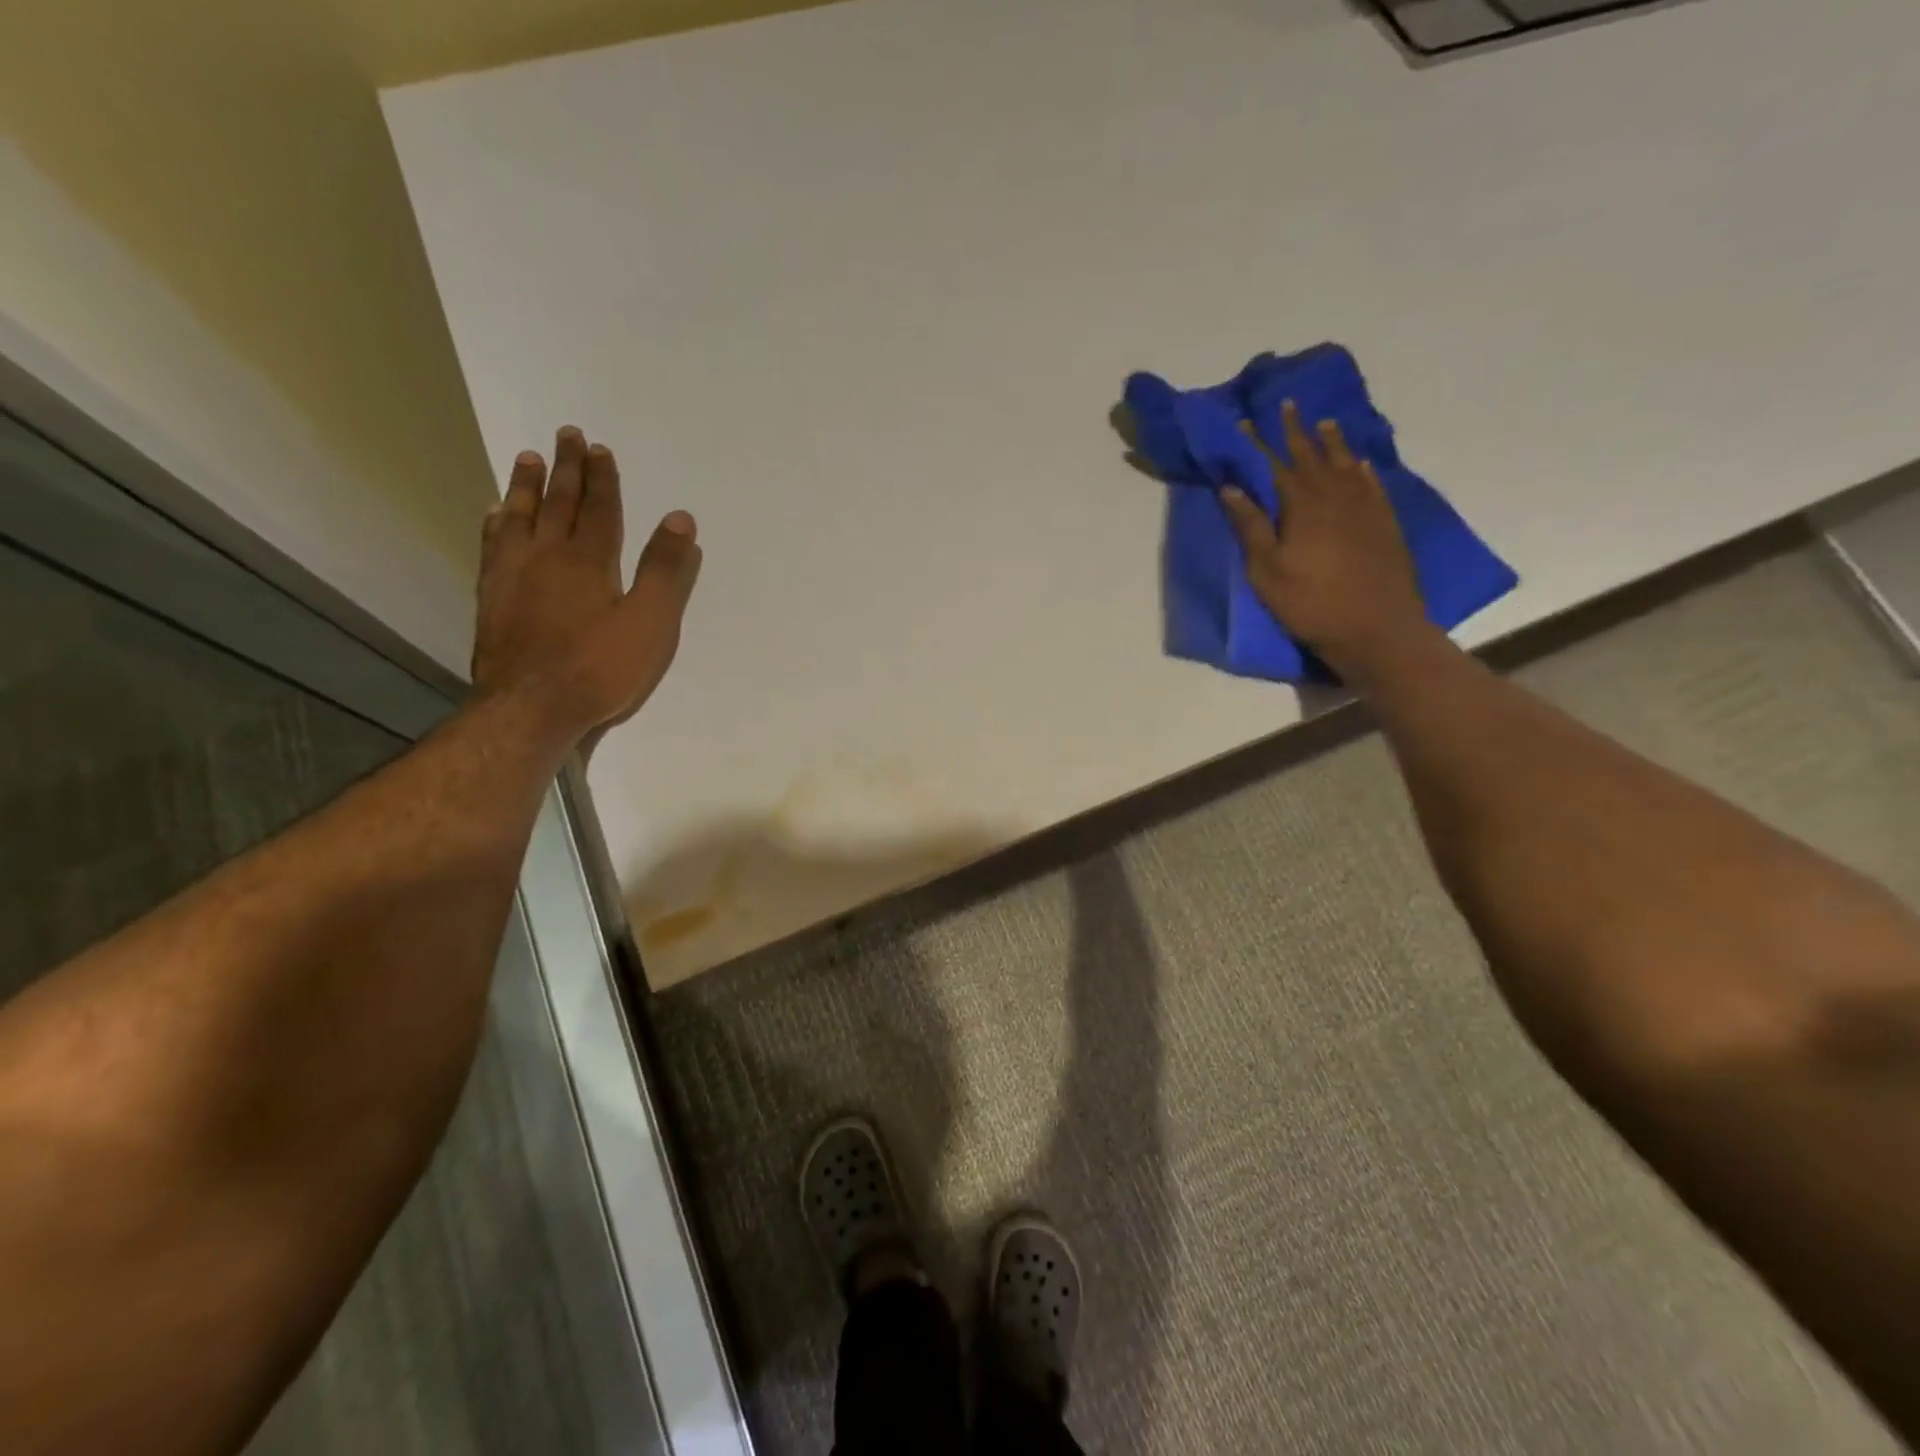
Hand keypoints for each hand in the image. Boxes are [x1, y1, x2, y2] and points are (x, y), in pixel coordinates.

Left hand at [472, 426, 701, 758]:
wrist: (531, 708)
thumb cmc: (600, 668)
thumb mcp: (650, 623)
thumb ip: (664, 571)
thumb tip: (680, 519)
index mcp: (588, 561)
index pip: (599, 509)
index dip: (602, 478)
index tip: (599, 448)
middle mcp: (546, 556)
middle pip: (558, 504)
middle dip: (567, 469)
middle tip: (566, 434)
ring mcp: (513, 576)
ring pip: (519, 517)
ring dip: (526, 486)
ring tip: (528, 459)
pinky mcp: (493, 598)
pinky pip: (493, 546)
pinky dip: (497, 523)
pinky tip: (495, 515)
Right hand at [1218, 401, 1427, 680]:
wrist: (1375, 627)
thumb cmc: (1310, 603)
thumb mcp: (1266, 570)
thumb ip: (1250, 526)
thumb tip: (1231, 487)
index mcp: (1301, 505)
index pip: (1274, 465)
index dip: (1258, 443)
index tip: (1245, 421)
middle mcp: (1335, 496)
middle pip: (1312, 455)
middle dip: (1295, 431)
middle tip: (1287, 405)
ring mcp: (1364, 507)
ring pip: (1345, 464)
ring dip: (1332, 442)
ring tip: (1324, 423)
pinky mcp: (1384, 523)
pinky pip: (1372, 484)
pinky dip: (1362, 469)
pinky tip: (1360, 463)